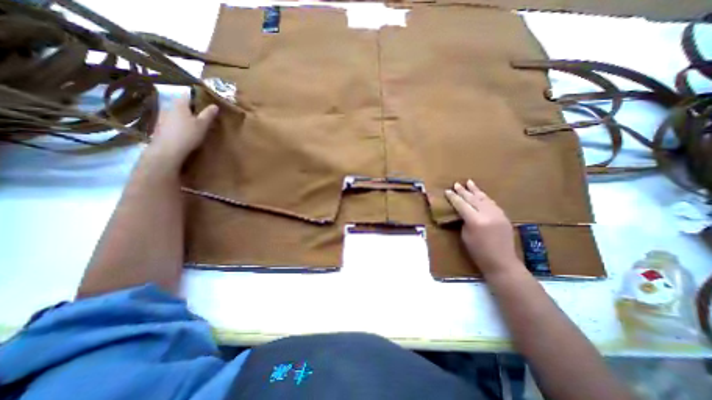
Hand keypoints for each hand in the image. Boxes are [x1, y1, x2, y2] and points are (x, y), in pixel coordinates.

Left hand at [145, 95, 218, 168]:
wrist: (168, 149)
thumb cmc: (188, 134)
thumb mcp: (203, 125)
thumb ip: (208, 114)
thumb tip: (215, 105)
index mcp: (179, 104)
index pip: (187, 94)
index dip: (196, 96)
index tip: (205, 101)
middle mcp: (169, 107)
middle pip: (181, 104)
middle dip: (191, 107)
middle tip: (202, 114)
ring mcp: (162, 116)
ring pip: (176, 112)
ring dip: (184, 116)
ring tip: (194, 123)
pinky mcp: (160, 126)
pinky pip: (172, 121)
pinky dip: (179, 123)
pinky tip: (184, 130)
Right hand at [444, 180, 521, 276]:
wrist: (501, 261)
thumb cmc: (478, 251)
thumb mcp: (465, 236)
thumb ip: (464, 221)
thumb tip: (463, 212)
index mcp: (475, 220)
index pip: (461, 204)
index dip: (453, 197)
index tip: (447, 191)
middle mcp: (487, 214)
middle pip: (473, 198)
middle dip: (463, 191)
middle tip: (456, 184)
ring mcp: (498, 214)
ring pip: (484, 198)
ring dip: (475, 190)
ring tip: (469, 182)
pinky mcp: (504, 216)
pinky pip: (492, 203)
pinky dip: (485, 197)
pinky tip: (481, 194)